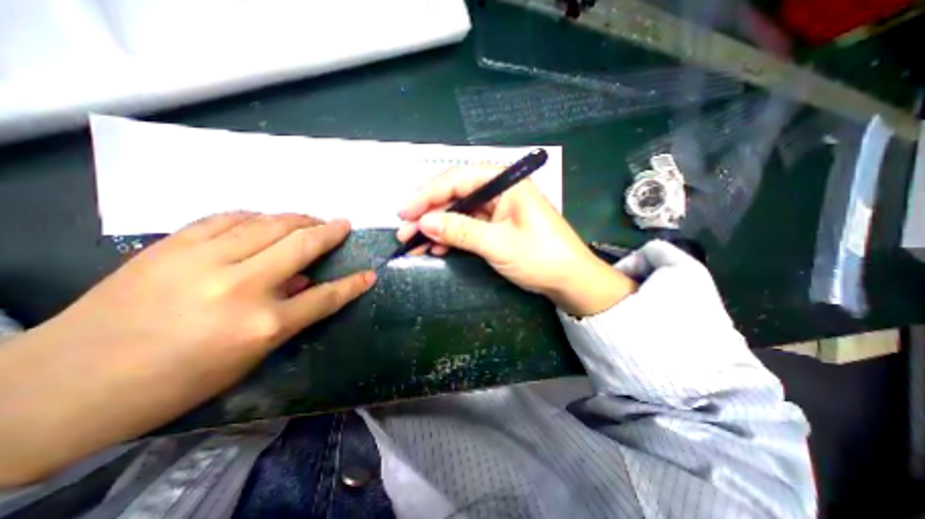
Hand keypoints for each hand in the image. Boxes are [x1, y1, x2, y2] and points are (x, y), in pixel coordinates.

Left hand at [0, 210, 373, 485]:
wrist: (61, 388)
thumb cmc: (174, 383)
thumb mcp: (248, 357)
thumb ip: (286, 315)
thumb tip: (304, 281)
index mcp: (261, 325)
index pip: (325, 297)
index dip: (353, 284)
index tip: (369, 273)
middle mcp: (240, 287)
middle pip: (302, 246)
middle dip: (330, 232)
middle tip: (343, 224)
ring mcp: (203, 262)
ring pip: (268, 224)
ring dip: (297, 219)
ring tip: (311, 219)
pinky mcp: (170, 247)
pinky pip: (227, 218)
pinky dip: (254, 216)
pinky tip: (264, 219)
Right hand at [398, 170, 636, 315]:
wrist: (571, 281)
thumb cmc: (540, 258)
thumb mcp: (498, 244)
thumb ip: (460, 231)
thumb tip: (424, 222)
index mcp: (506, 183)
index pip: (458, 180)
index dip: (427, 195)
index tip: (404, 212)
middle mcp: (500, 191)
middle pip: (456, 196)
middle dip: (429, 214)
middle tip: (405, 231)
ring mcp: (498, 210)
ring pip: (459, 213)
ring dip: (437, 228)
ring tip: (414, 243)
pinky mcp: (498, 226)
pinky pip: (468, 227)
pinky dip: (451, 237)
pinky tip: (436, 248)